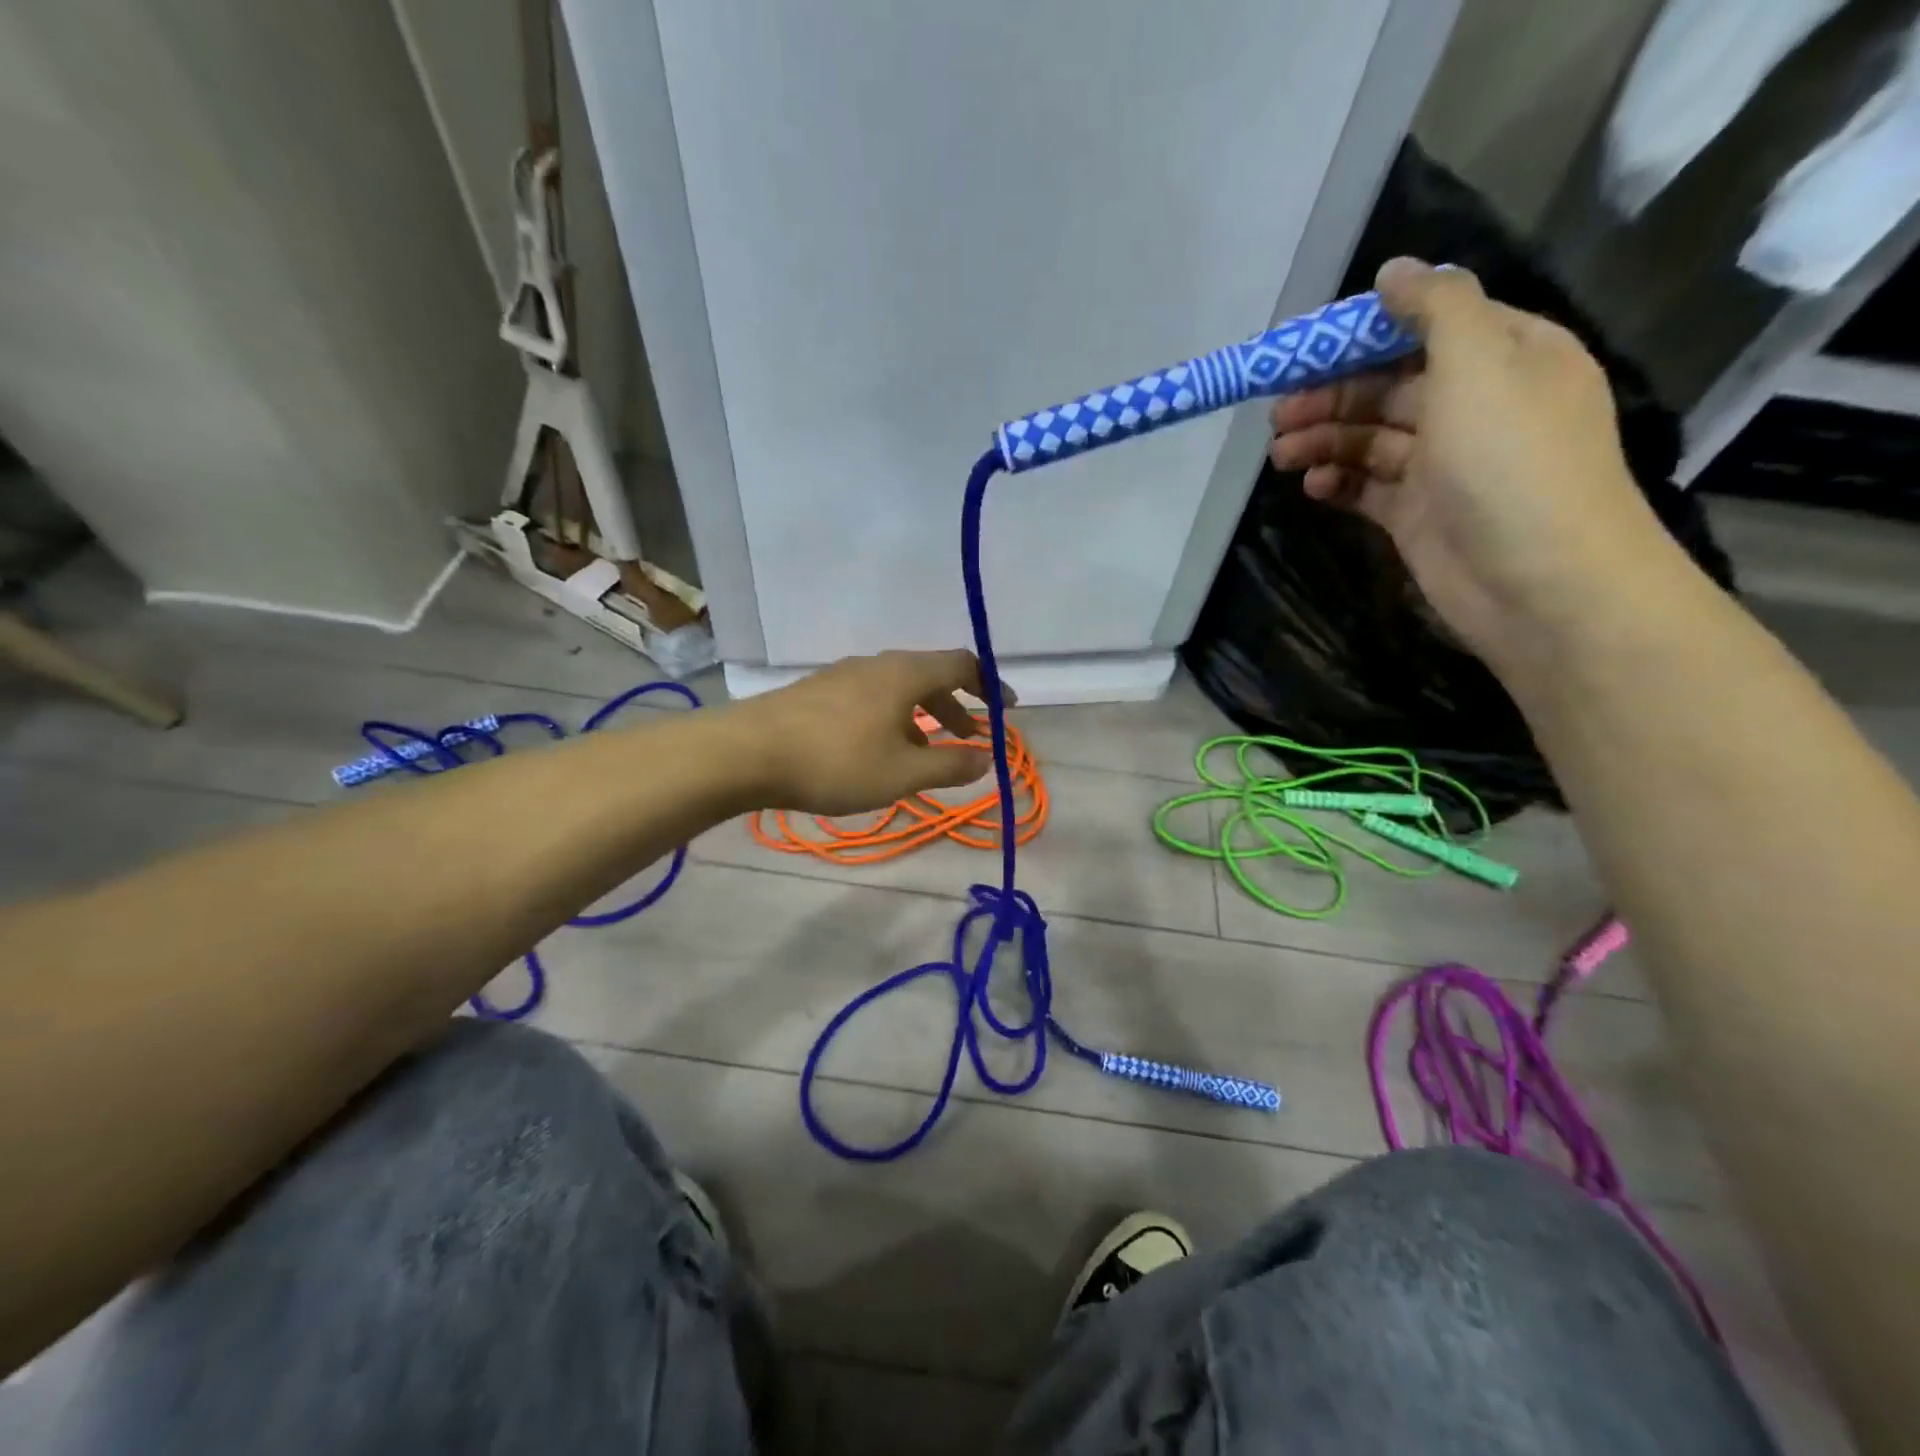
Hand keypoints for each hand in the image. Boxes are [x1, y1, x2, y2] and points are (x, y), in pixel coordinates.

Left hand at [729, 649, 997, 814]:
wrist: (746, 753)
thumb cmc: (836, 761)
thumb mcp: (902, 774)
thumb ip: (950, 766)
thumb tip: (987, 759)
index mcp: (905, 674)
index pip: (961, 664)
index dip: (989, 685)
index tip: (1006, 709)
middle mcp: (876, 665)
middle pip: (929, 676)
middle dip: (955, 706)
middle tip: (970, 737)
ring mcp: (842, 675)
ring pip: (897, 689)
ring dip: (922, 716)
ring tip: (927, 752)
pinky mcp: (817, 692)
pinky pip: (870, 698)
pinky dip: (892, 719)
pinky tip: (879, 750)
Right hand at [1269, 258, 1680, 668]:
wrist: (1539, 582)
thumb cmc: (1511, 463)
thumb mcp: (1480, 364)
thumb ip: (1435, 309)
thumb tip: (1393, 270)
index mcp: (1506, 356)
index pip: (1427, 328)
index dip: (1364, 335)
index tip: (1305, 351)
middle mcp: (1476, 406)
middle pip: (1389, 387)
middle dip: (1331, 396)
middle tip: (1278, 415)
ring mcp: (1445, 465)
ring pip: (1371, 440)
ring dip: (1325, 442)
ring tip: (1281, 456)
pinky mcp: (1418, 515)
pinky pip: (1368, 487)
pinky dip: (1338, 483)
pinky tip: (1311, 487)